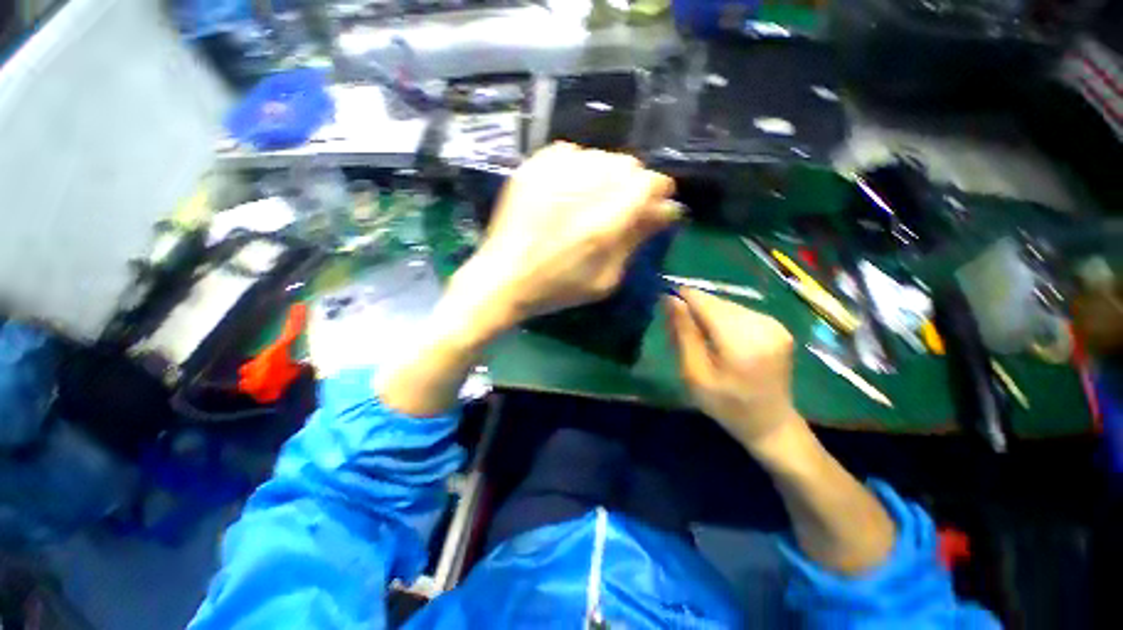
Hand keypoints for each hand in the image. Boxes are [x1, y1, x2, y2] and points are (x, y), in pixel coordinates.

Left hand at [459, 143, 677, 328]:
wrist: (503, 278)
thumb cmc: (556, 288)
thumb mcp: (605, 279)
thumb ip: (635, 241)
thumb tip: (665, 211)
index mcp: (604, 222)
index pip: (649, 183)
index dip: (659, 191)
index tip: (655, 205)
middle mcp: (583, 188)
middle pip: (628, 164)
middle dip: (634, 185)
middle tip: (622, 208)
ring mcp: (554, 173)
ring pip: (601, 156)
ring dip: (608, 176)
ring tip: (595, 200)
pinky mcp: (533, 167)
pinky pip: (571, 152)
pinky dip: (580, 168)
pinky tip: (571, 190)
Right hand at [664, 287, 801, 449]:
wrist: (771, 423)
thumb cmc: (726, 405)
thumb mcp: (694, 374)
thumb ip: (683, 333)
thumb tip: (670, 299)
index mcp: (741, 340)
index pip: (705, 303)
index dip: (682, 297)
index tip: (665, 304)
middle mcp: (762, 324)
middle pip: (717, 302)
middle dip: (695, 309)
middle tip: (681, 330)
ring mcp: (774, 324)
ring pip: (727, 305)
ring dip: (709, 314)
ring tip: (701, 337)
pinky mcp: (778, 325)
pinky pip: (740, 311)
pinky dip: (724, 319)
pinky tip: (720, 338)